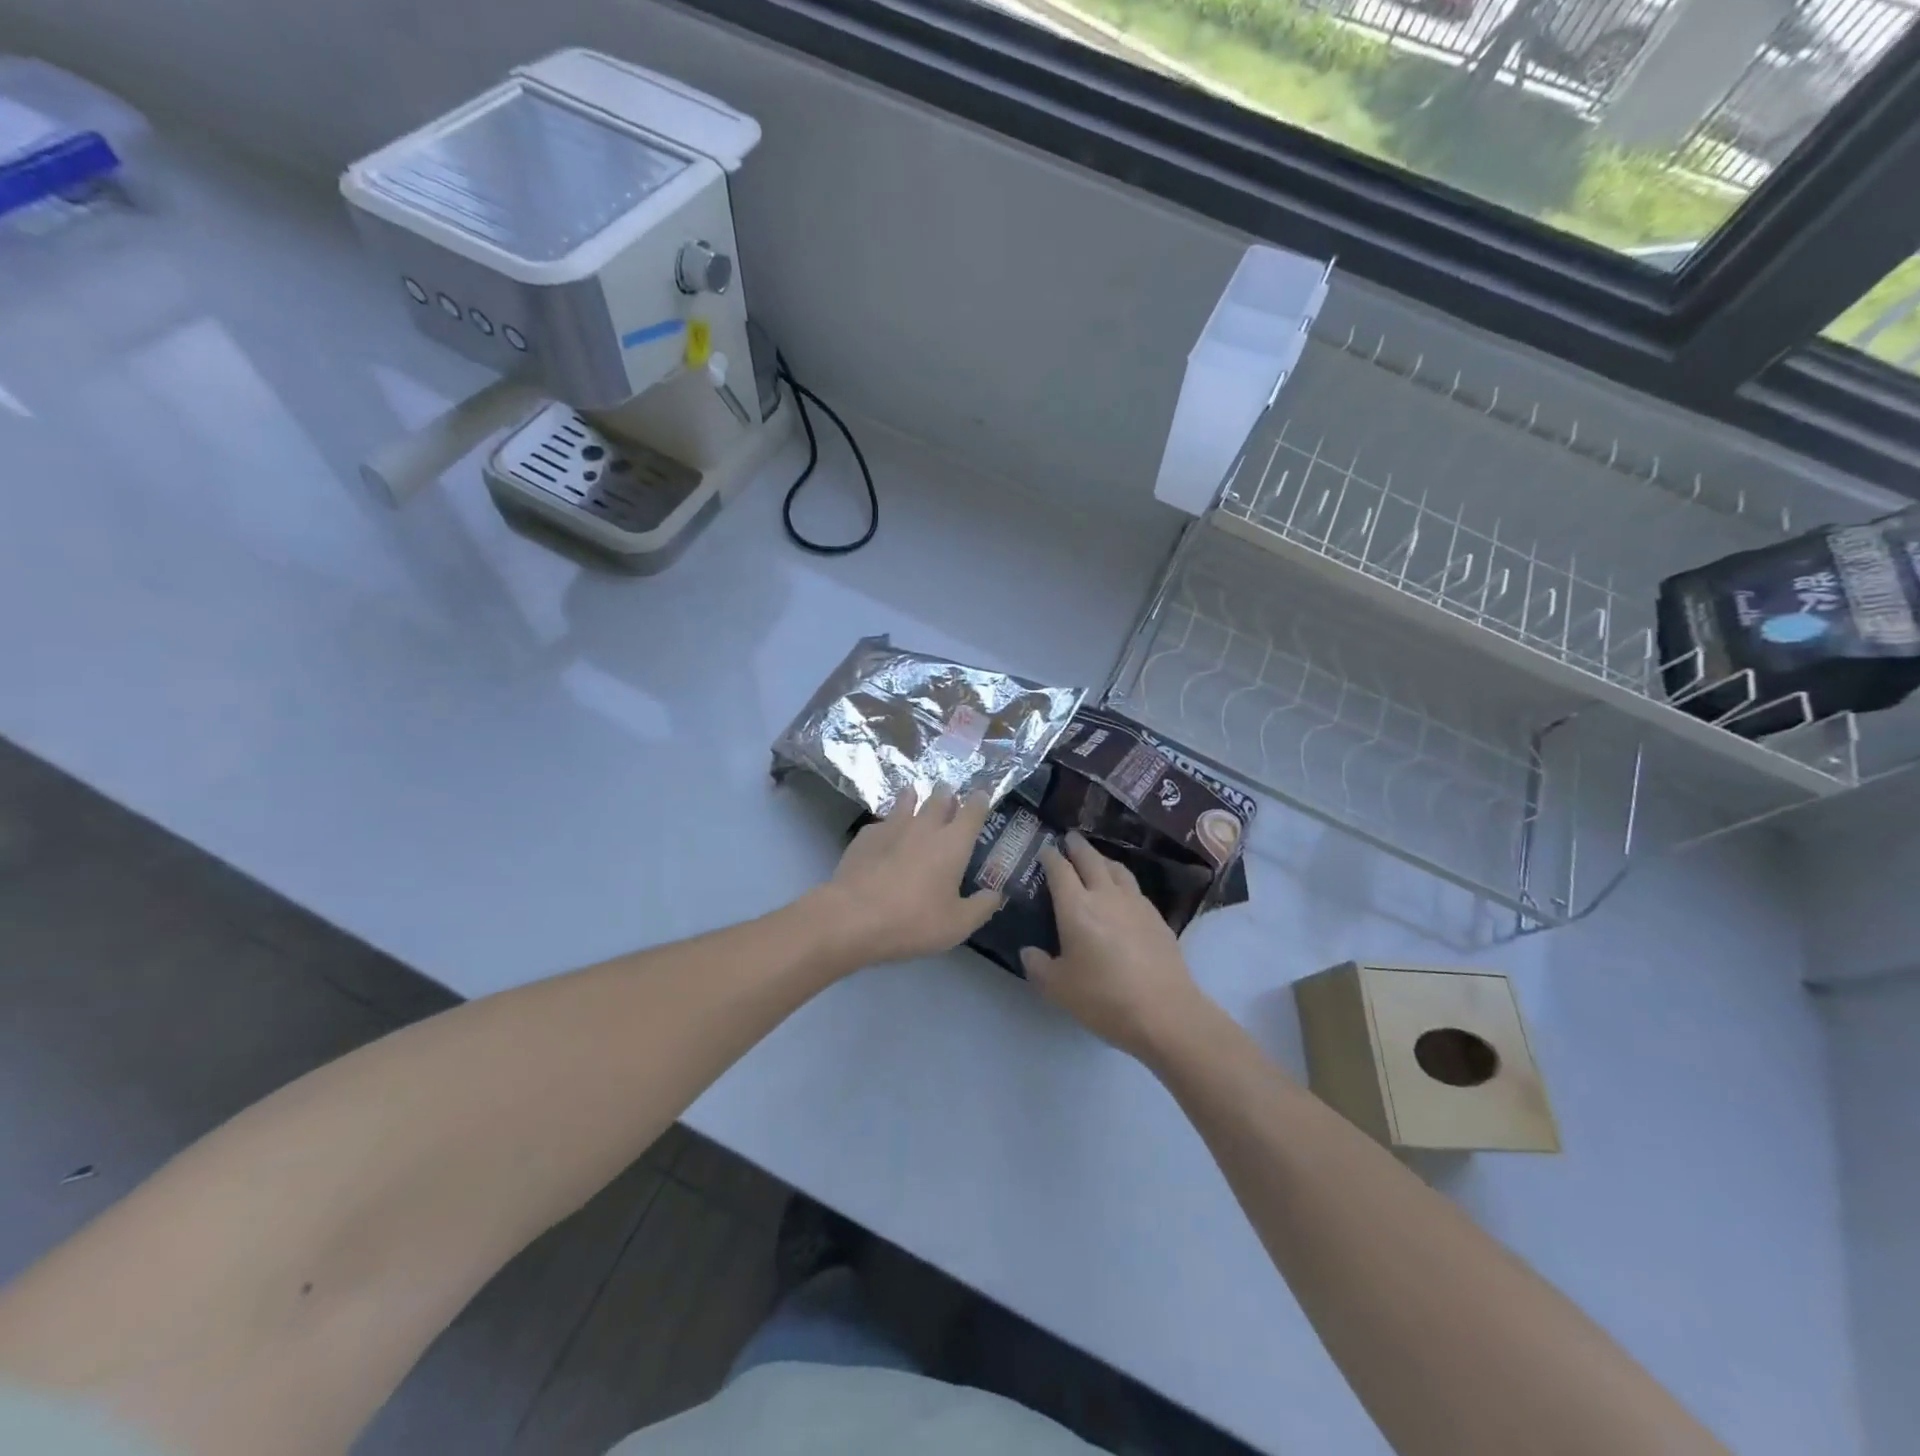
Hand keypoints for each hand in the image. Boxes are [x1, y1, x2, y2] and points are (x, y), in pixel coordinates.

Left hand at [815, 787, 1001, 966]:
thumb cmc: (913, 921)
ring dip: (913, 797)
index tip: (983, 794)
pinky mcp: (865, 836)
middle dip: (947, 794)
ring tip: (913, 794)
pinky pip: (881, 822)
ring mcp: (892, 827)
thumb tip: (996, 895)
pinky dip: (887, 824)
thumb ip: (981, 908)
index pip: (973, 812)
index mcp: (953, 843)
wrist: (853, 917)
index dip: (980, 801)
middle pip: (939, 799)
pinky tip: (883, 833)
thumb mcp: (957, 925)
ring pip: (906, 801)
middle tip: (948, 793)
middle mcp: (925, 826)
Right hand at [1021, 832, 1208, 1061]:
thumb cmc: (1103, 998)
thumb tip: (1029, 951)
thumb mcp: (1058, 988)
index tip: (1044, 849)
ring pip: (1117, 869)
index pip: (1059, 870)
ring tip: (1096, 858)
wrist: (1165, 1012)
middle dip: (1077, 847)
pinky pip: (1134, 888)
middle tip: (1069, 838)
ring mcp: (1135, 903)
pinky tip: (1122, 892)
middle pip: (1090, 860)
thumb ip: (1038, 966)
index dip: (1050, 857)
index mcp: (1076, 907)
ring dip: (1102, 859)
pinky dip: (1122, 880)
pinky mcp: (1157, 917)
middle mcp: (1105, 895)